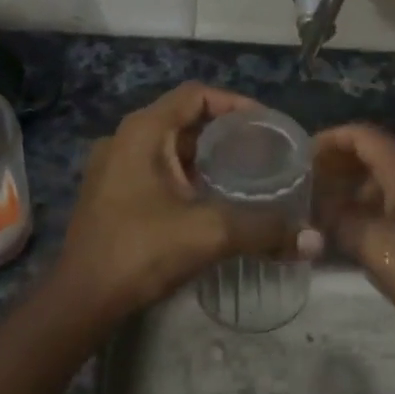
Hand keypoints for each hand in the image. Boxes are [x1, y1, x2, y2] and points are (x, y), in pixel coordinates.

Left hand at [52, 83, 311, 324]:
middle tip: (263, 153)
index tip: (267, 125)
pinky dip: (186, 177)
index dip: (234, 103)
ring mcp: (112, 168)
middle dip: (224, 134)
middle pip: (183, 120)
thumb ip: (263, 230)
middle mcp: (124, 140)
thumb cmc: (140, 251)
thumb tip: (313, 241)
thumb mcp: (209, 234)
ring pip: (169, 149)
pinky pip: (155, 172)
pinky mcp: (110, 194)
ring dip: (205, 158)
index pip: (195, 95)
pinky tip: (212, 202)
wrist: (82, 299)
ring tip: (245, 176)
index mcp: (142, 131)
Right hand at [314, 124, 394, 349]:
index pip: (361, 135)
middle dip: (337, 167)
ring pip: (386, 179)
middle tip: (303, 189)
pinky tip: (353, 232)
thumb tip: (317, 209)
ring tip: (321, 213)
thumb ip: (340, 222)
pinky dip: (373, 206)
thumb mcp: (376, 250)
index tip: (298, 159)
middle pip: (374, 153)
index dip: (327, 141)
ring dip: (353, 190)